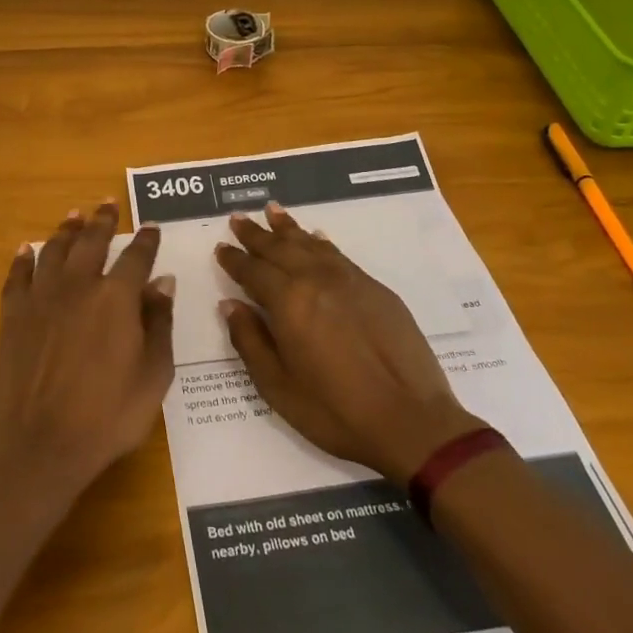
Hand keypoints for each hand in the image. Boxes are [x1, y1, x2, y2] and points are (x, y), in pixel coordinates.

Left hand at [0, 202, 175, 498]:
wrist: (39, 443)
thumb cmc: (107, 416)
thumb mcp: (153, 376)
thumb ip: (159, 324)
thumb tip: (162, 282)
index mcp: (117, 298)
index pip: (136, 257)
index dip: (146, 240)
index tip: (152, 227)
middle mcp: (79, 285)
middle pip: (92, 241)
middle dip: (103, 220)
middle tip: (107, 203)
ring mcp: (42, 297)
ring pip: (55, 250)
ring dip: (66, 230)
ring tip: (74, 214)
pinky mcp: (14, 313)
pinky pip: (18, 275)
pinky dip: (24, 259)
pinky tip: (27, 249)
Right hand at [216, 203, 483, 485]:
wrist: (411, 421)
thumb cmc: (336, 411)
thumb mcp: (278, 387)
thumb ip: (250, 341)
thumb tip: (230, 304)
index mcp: (288, 302)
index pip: (253, 271)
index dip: (234, 259)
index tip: (221, 247)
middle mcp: (316, 279)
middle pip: (279, 248)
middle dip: (256, 233)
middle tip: (239, 218)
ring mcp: (349, 280)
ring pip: (310, 244)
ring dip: (288, 228)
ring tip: (273, 211)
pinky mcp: (375, 289)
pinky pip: (338, 254)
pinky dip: (320, 241)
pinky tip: (316, 236)